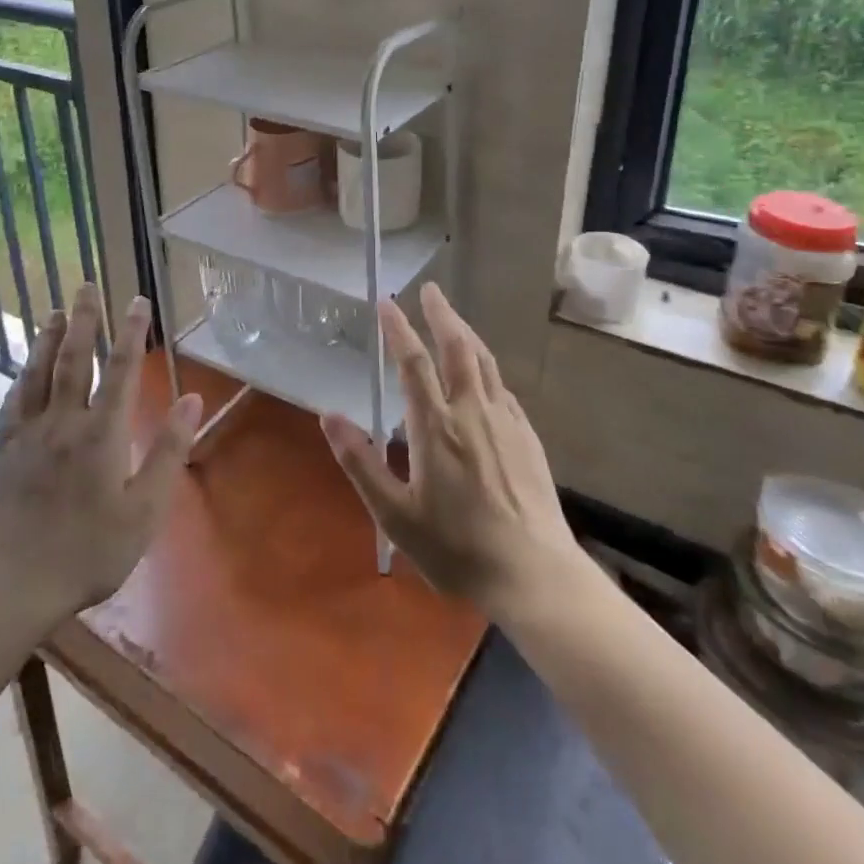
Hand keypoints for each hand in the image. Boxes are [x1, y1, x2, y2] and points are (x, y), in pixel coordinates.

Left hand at [0, 284, 202, 630]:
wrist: (14, 586)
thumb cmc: (90, 552)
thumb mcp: (144, 511)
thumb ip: (168, 451)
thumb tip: (192, 400)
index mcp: (100, 434)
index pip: (119, 370)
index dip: (131, 332)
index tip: (138, 301)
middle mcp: (63, 422)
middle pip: (73, 359)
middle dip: (83, 319)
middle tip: (86, 285)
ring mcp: (29, 435)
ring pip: (38, 373)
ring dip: (48, 338)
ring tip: (55, 311)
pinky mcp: (7, 451)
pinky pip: (14, 402)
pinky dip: (22, 377)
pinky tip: (24, 369)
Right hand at [323, 283, 581, 615]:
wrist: (533, 574)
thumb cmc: (457, 548)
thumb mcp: (395, 514)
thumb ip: (361, 462)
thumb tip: (329, 416)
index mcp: (436, 426)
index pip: (413, 362)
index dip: (398, 329)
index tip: (386, 302)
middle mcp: (472, 411)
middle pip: (457, 348)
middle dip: (441, 314)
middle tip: (430, 289)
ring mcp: (505, 421)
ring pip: (485, 362)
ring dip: (466, 333)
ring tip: (453, 318)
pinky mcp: (528, 437)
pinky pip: (503, 388)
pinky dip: (487, 368)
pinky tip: (485, 374)